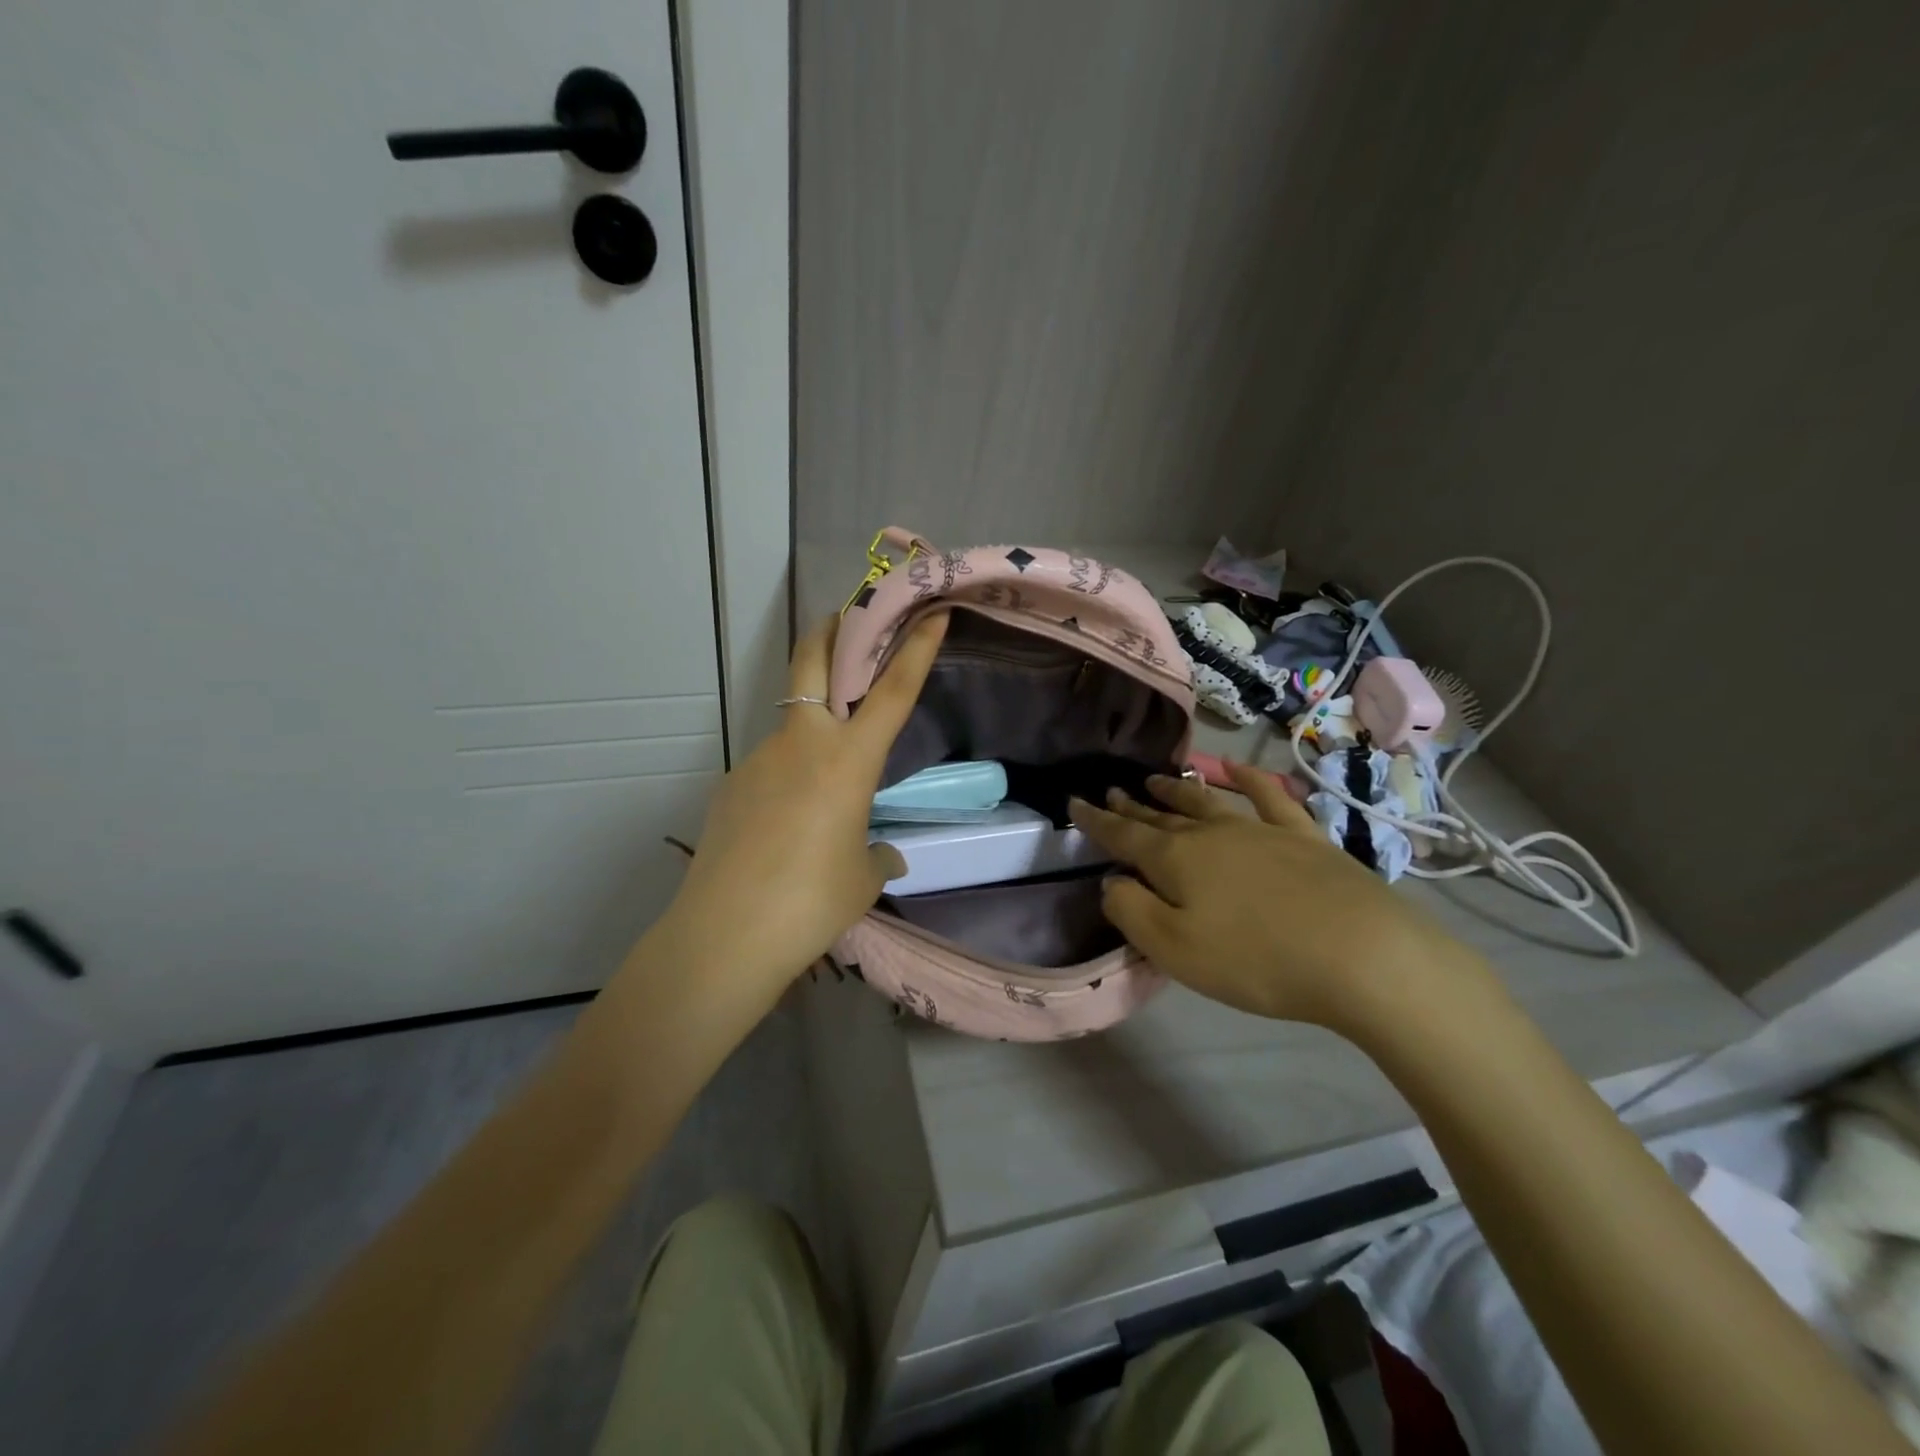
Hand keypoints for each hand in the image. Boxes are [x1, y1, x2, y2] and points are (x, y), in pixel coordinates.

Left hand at [658, 610, 948, 989]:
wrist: (726, 934)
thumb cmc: (812, 902)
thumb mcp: (861, 879)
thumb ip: (877, 856)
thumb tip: (882, 854)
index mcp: (848, 761)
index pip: (892, 691)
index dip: (916, 648)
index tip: (931, 614)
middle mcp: (802, 744)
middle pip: (813, 662)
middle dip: (830, 630)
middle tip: (844, 617)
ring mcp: (759, 760)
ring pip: (791, 724)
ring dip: (811, 728)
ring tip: (820, 789)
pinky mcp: (731, 785)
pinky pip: (770, 769)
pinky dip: (786, 779)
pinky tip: (785, 826)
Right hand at [1068, 762, 1475, 1031]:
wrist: (1362, 955)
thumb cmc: (1256, 959)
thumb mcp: (1175, 948)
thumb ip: (1131, 911)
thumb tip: (1111, 881)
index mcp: (1176, 859)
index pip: (1123, 836)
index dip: (1095, 822)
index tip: (1074, 803)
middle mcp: (1212, 834)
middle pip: (1162, 816)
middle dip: (1133, 806)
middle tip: (1111, 792)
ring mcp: (1260, 830)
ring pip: (1206, 802)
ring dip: (1176, 790)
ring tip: (1154, 779)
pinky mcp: (1304, 837)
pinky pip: (1269, 797)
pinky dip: (1249, 779)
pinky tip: (1236, 768)